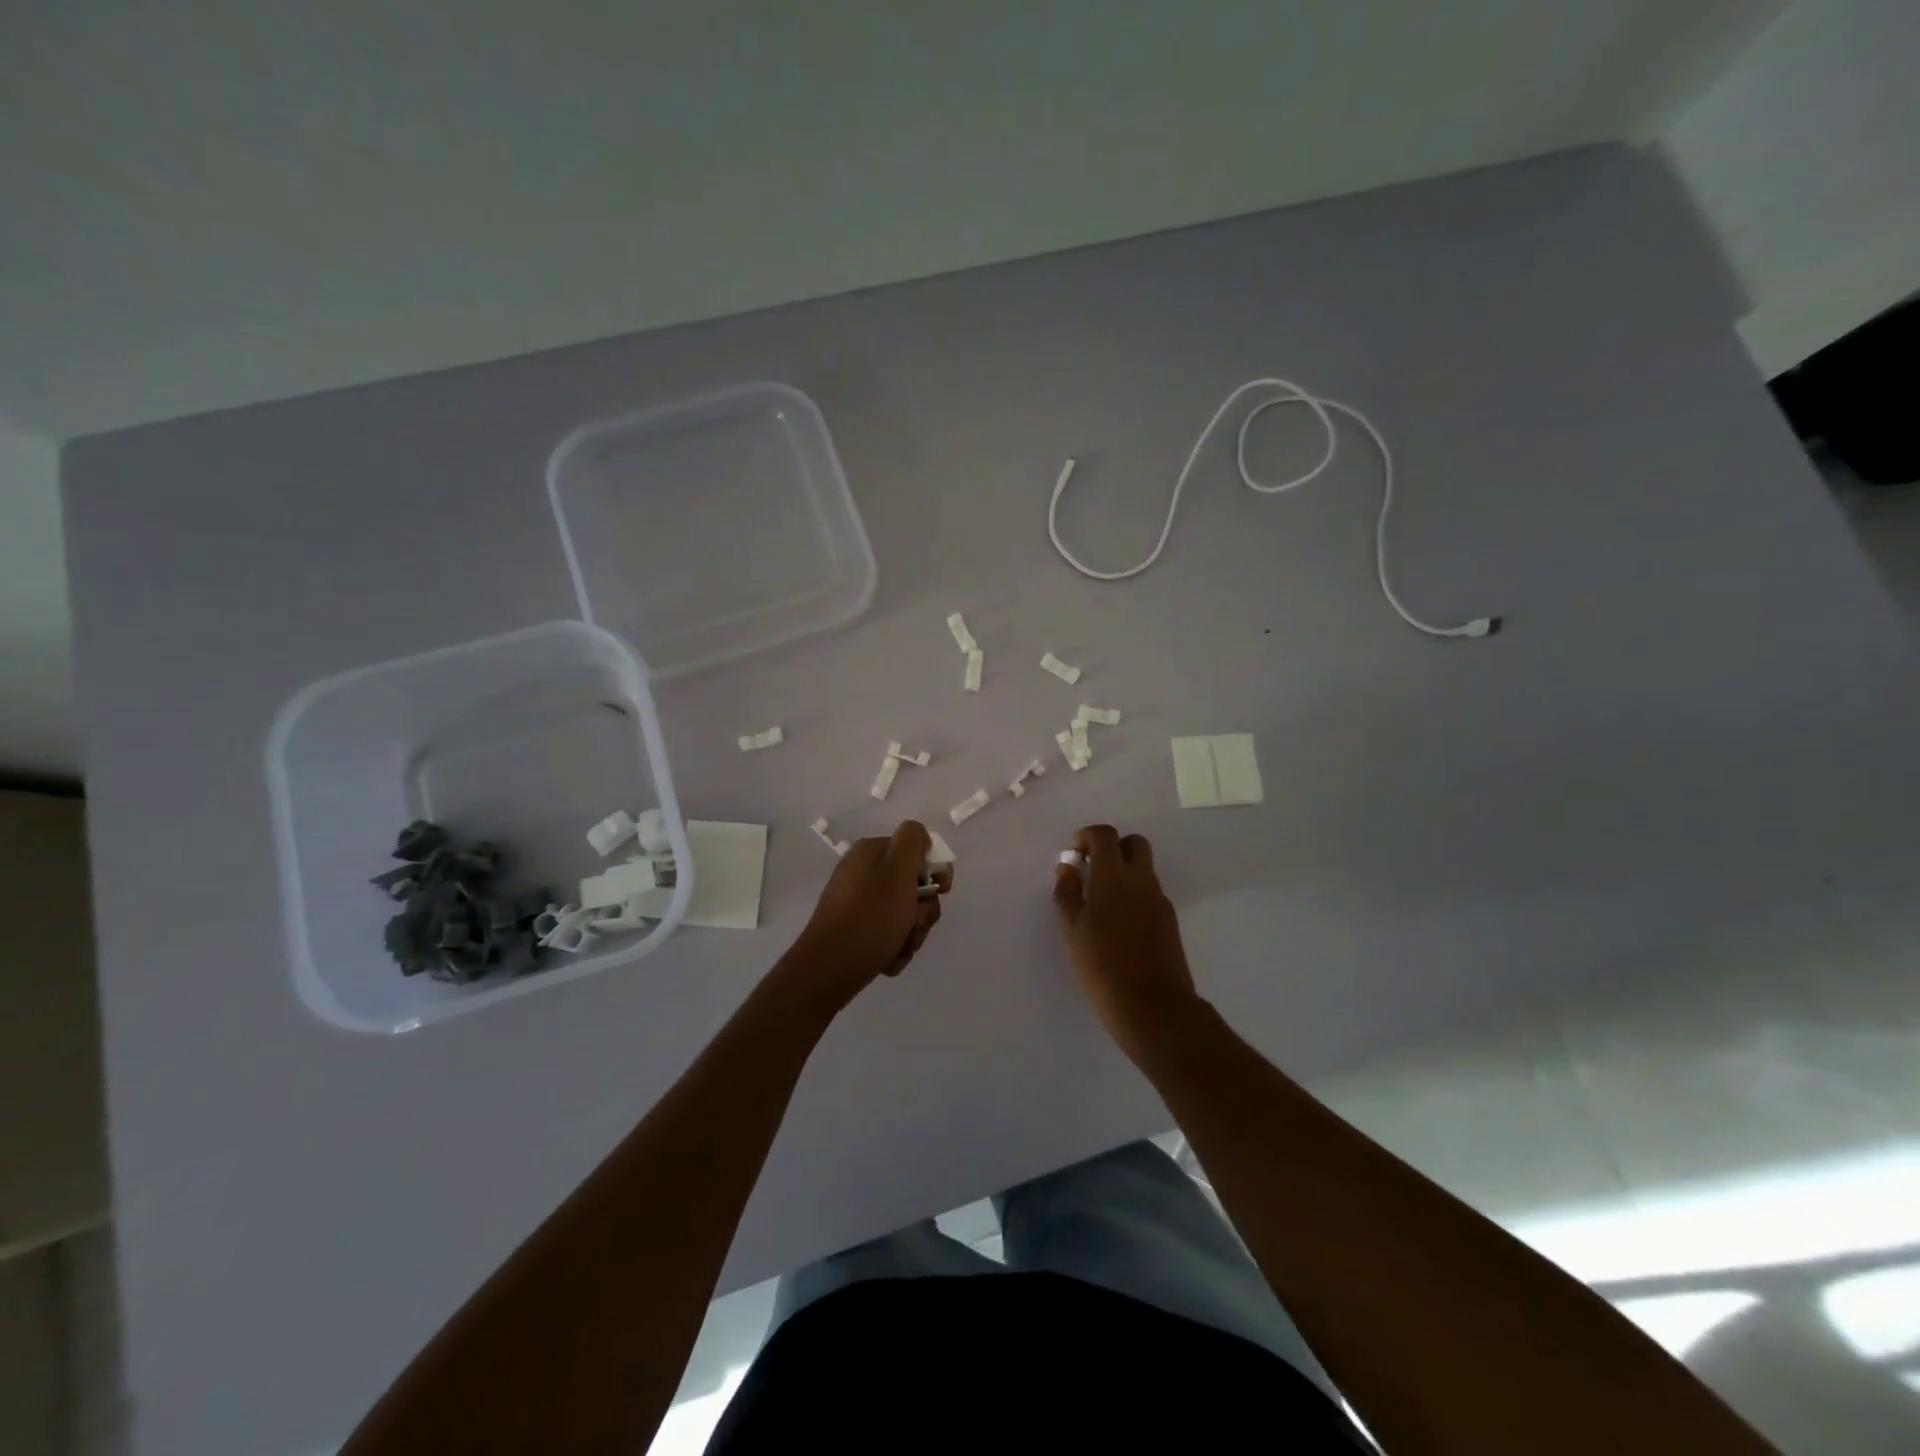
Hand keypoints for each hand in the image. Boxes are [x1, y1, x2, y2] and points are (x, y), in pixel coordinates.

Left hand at [781, 821, 951, 1016]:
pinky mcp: (854, 930)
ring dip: (911, 933)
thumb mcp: (897, 870)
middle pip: (912, 886)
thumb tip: (919, 837)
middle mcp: (862, 873)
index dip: (935, 871)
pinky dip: (894, 947)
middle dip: (922, 911)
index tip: (941, 891)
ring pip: (904, 914)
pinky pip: (888, 933)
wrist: (830, 969)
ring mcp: (857, 903)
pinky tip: (887, 959)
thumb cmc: (870, 917)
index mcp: (871, 852)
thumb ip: (913, 841)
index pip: (917, 851)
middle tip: (913, 925)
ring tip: (899, 947)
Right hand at [1052, 825, 1198, 1058]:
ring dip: (1123, 872)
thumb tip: (1067, 867)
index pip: (1105, 835)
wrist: (1153, 1007)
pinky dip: (1134, 895)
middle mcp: (1141, 880)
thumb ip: (1068, 893)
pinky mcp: (1169, 921)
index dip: (1088, 836)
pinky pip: (1150, 894)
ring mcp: (1159, 901)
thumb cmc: (1102, 966)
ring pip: (1143, 870)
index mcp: (1114, 876)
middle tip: (1091, 871)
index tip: (1074, 854)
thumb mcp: (1073, 930)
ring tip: (1100, 903)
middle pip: (1133, 844)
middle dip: (1112, 848)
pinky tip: (1118, 925)